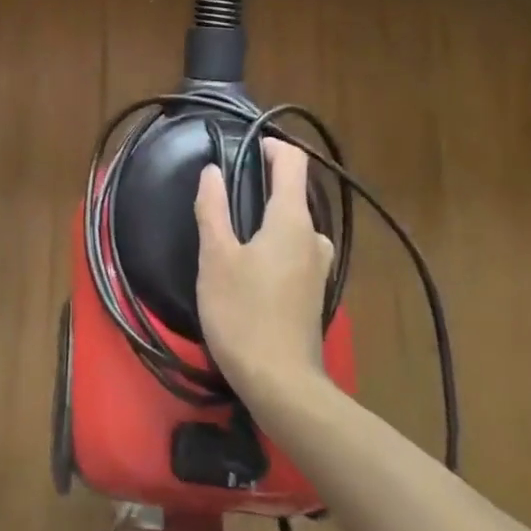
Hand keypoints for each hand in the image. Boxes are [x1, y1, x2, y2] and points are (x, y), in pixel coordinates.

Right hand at [195, 139, 334, 397]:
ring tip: (230, 234)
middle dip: (261, 187)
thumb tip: (212, 171)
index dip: (271, 146)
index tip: (243, 148)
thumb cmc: (243, 313)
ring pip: (292, 226)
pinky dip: (272, 245)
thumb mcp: (216, 257)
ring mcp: (318, 266)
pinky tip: (247, 267)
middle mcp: (313, 236)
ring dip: (265, 220)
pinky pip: (293, 251)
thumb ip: (213, 209)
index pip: (293, 162)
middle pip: (292, 194)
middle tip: (224, 197)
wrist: (281, 384)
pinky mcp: (314, 291)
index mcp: (292, 220)